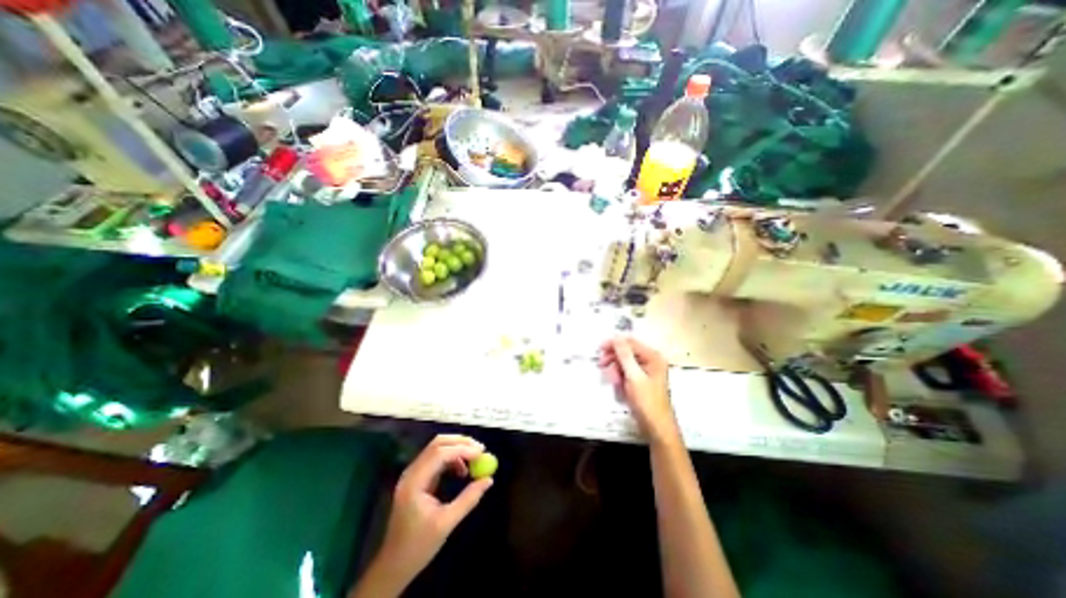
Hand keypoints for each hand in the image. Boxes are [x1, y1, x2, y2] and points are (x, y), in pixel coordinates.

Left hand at [377, 435, 493, 578]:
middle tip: (480, 449)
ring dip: (457, 449)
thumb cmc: (418, 546)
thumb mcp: (446, 523)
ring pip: (437, 448)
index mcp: (415, 482)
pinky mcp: (418, 478)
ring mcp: (413, 474)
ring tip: (474, 461)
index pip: (440, 454)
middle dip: (461, 443)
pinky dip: (452, 458)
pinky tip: (462, 470)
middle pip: (438, 444)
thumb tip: (488, 480)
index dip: (462, 449)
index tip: (482, 452)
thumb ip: (468, 499)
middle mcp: (412, 472)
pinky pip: (437, 458)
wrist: (393, 565)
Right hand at [598, 337, 673, 443]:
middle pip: (626, 352)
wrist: (656, 427)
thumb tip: (616, 337)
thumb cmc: (647, 401)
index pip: (630, 343)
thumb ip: (624, 355)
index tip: (599, 349)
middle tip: (602, 365)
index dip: (614, 344)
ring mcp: (645, 371)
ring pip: (624, 363)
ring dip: (616, 370)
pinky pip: (626, 373)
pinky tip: (618, 386)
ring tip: (613, 382)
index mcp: (653, 357)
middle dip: (614, 359)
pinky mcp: (640, 380)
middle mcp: (650, 361)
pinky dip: (620, 377)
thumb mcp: (633, 376)